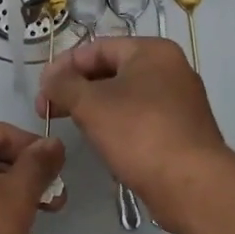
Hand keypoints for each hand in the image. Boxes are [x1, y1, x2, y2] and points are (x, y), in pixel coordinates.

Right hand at [38, 37, 233, 231]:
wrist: (192, 186)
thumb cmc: (139, 133)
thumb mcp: (91, 104)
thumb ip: (64, 85)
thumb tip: (49, 78)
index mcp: (152, 50)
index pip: (97, 48)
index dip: (64, 66)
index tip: (41, 91)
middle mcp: (170, 68)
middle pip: (112, 70)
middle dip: (78, 88)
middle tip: (49, 110)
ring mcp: (180, 100)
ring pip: (126, 95)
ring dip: (95, 107)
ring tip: (73, 126)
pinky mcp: (183, 130)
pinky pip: (141, 117)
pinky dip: (118, 124)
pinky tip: (103, 142)